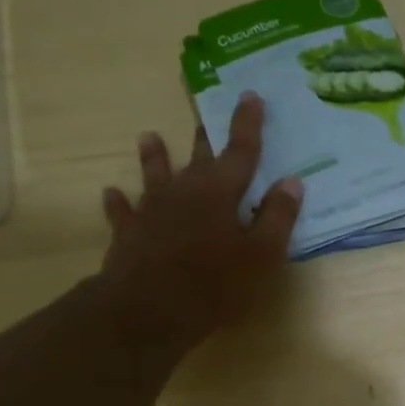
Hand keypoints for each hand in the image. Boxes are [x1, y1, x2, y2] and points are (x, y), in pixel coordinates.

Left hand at [96, 92, 303, 350]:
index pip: (240, 151)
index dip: (247, 125)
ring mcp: (152, 211)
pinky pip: (123, 212)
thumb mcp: (263, 254)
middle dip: (206, 135)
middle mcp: (184, 191)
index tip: (251, 96)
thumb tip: (291, 182)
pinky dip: (120, 203)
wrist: (150, 309)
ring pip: (154, 176)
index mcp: (221, 192)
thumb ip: (278, 217)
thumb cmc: (216, 283)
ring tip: (149, 136)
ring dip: (154, 157)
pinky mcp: (129, 233)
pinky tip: (113, 194)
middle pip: (198, 157)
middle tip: (205, 111)